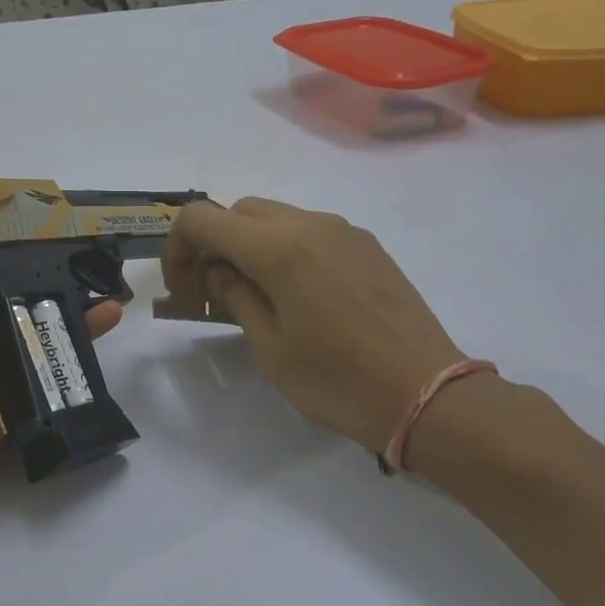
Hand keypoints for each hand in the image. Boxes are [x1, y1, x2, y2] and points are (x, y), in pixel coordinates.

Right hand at [163, 197, 464, 455]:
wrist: (425, 393)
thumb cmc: (337, 380)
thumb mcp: (271, 348)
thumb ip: (236, 298)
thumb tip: (219, 273)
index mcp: (280, 248)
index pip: (203, 219)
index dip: (178, 249)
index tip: (185, 292)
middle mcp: (312, 225)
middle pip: (239, 211)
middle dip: (213, 245)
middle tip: (212, 296)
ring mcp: (345, 232)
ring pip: (276, 217)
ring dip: (249, 246)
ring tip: (252, 297)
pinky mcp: (368, 248)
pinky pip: (311, 232)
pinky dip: (284, 250)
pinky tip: (294, 296)